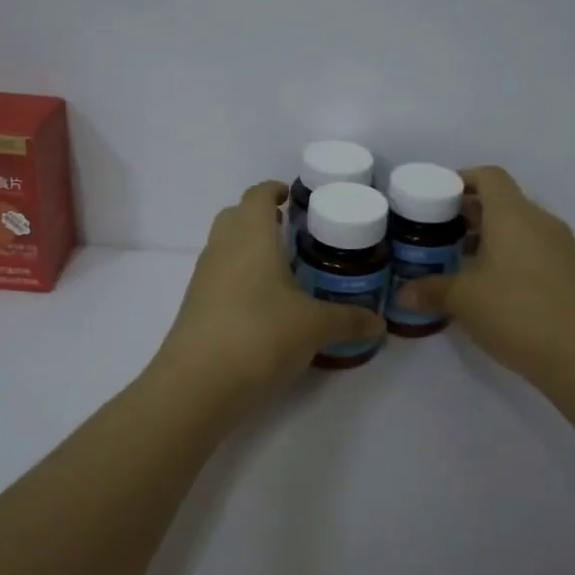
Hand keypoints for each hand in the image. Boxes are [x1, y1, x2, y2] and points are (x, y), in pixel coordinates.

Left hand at [149, 180, 385, 411]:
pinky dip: (240, 278)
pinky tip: (263, 305)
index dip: (274, 190)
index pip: (257, 195)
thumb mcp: (314, 327)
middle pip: (236, 216)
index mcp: (251, 235)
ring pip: (225, 247)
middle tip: (292, 232)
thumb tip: (379, 325)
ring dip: (249, 249)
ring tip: (282, 269)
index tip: (294, 197)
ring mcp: (203, 277)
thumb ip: (348, 321)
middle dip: (260, 218)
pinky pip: (219, 277)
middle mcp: (222, 247)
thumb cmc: (261, 334)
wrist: (198, 384)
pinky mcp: (195, 306)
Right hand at [396, 165, 574, 383]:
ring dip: (488, 238)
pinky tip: (487, 286)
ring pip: (517, 228)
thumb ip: (430, 290)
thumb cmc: (516, 311)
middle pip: (501, 202)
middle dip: (467, 214)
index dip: (461, 180)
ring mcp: (558, 247)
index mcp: (512, 214)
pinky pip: (531, 250)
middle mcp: (538, 221)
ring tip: (457, 261)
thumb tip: (402, 294)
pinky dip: (507, 256)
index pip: (489, 176)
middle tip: (436, 234)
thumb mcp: (463, 300)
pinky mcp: (568, 272)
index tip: (436, 199)